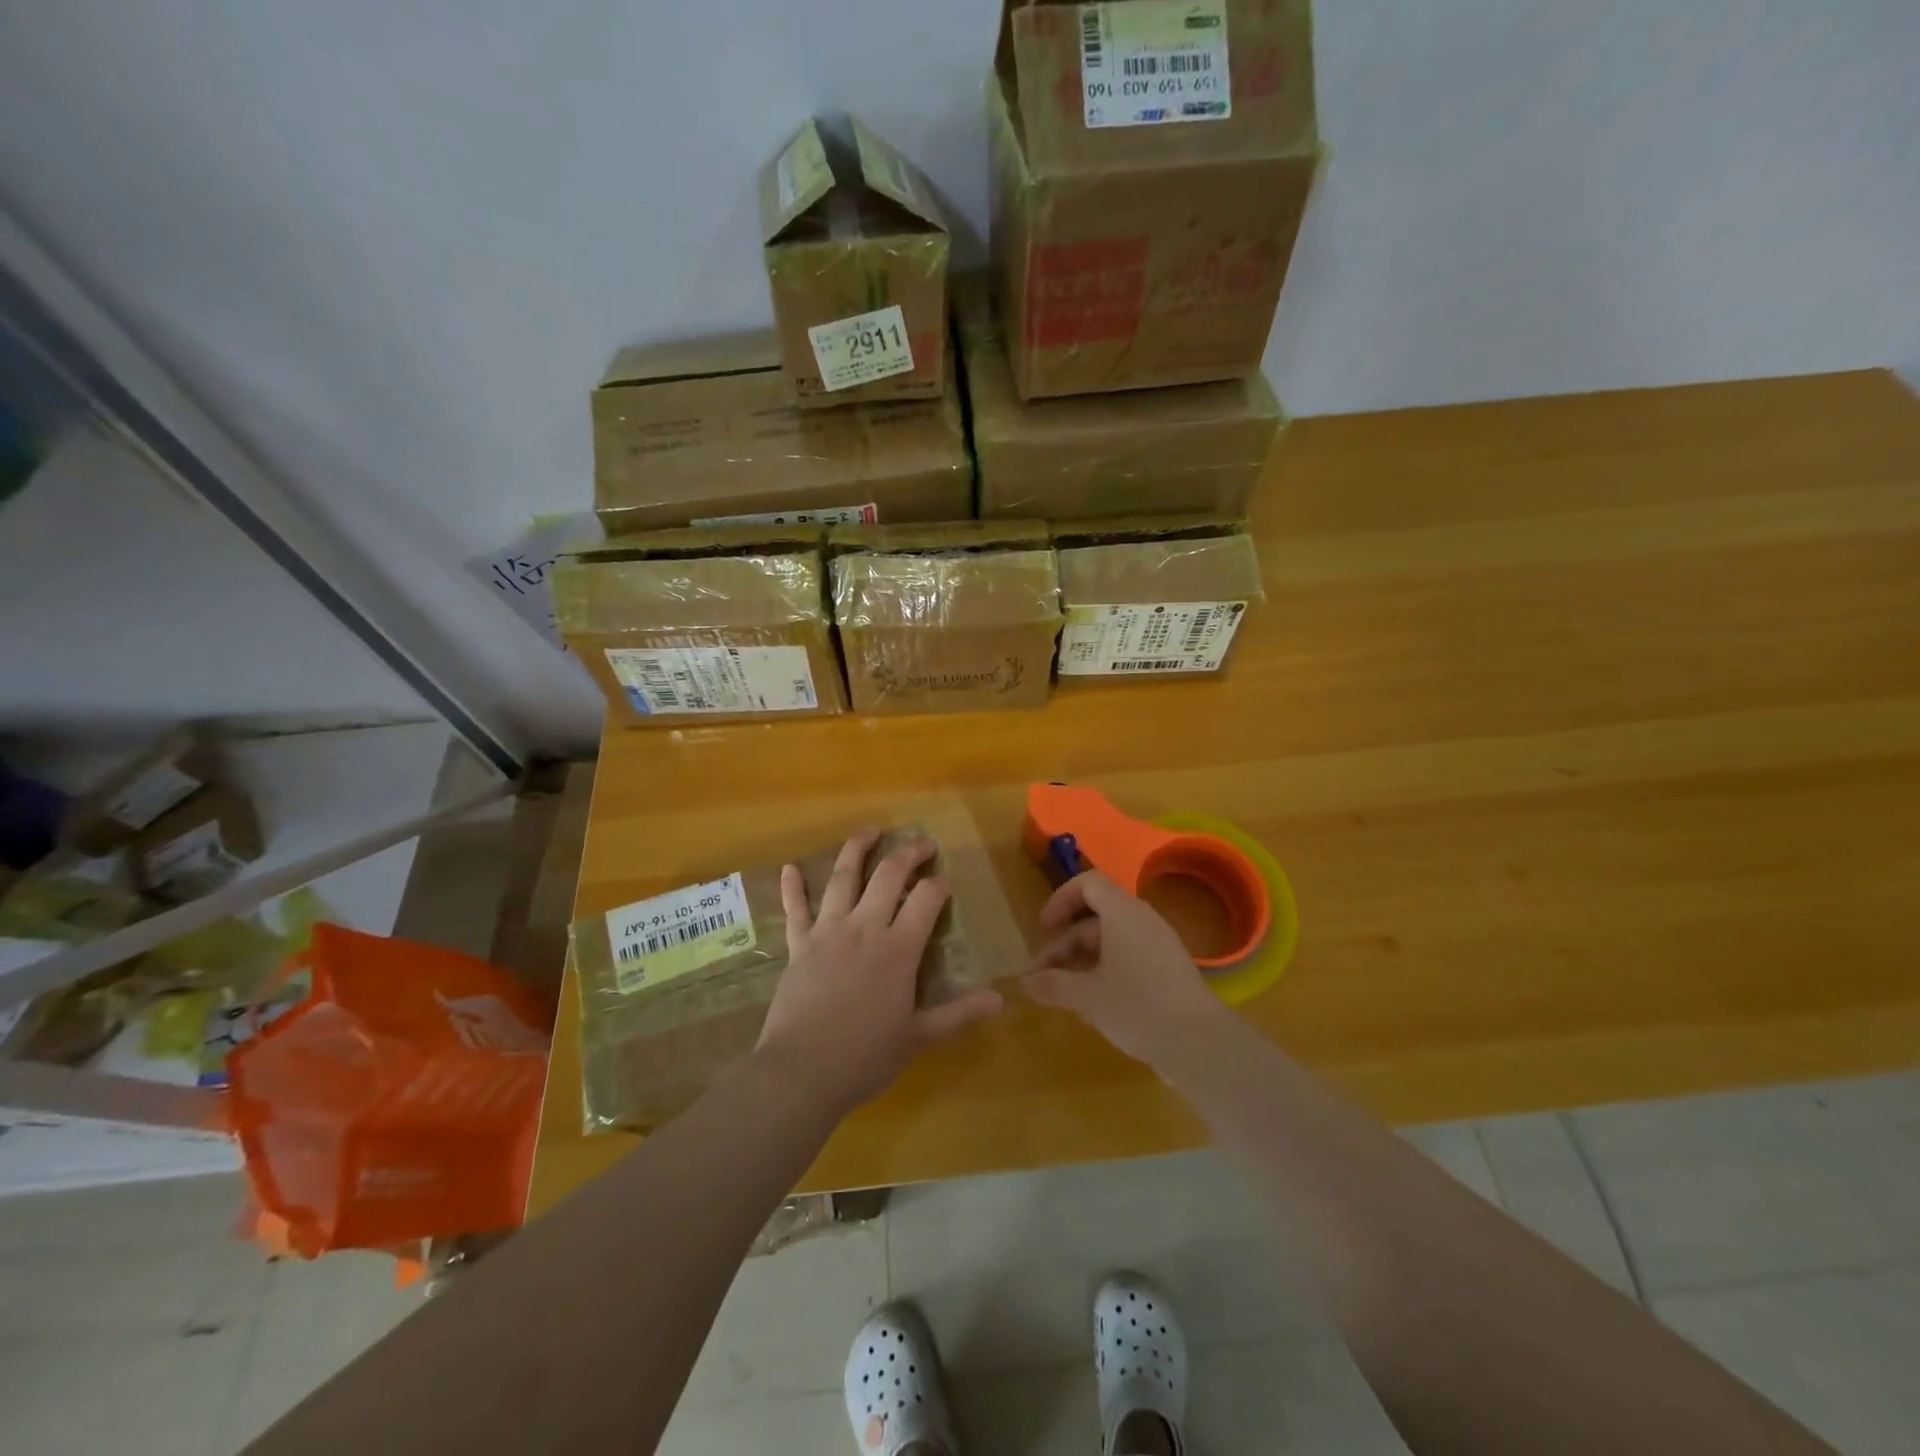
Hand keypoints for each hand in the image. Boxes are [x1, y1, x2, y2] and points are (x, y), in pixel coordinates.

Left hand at [755, 830, 1003, 1116]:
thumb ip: (959, 1013)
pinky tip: (790, 868)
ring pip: (843, 878)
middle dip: (908, 854)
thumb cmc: (866, 1056)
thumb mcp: (919, 1036)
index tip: (945, 881)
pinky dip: (792, 887)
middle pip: (888, 876)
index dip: (939, 885)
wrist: (802, 1071)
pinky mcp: (799, 945)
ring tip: (869, 831)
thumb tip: (1000, 999)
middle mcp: (865, 928)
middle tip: (922, 844)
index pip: (926, 900)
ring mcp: (828, 932)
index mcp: (898, 949)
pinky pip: (795, 909)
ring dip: (856, 850)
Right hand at [1023, 870, 1229, 1067]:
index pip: (1088, 883)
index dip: (1061, 899)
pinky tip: (1093, 1010)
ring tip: (1064, 997)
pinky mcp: (1168, 972)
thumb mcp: (1087, 996)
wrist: (1200, 1044)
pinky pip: (1129, 960)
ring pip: (1111, 943)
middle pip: (1095, 919)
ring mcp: (1158, 947)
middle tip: (1044, 976)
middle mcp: (1142, 922)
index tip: (1044, 929)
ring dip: (1082, 963)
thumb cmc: (1138, 1007)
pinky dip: (1106, 975)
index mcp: (1123, 913)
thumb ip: (1054, 984)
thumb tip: (1026, 982)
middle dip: (1065, 945)